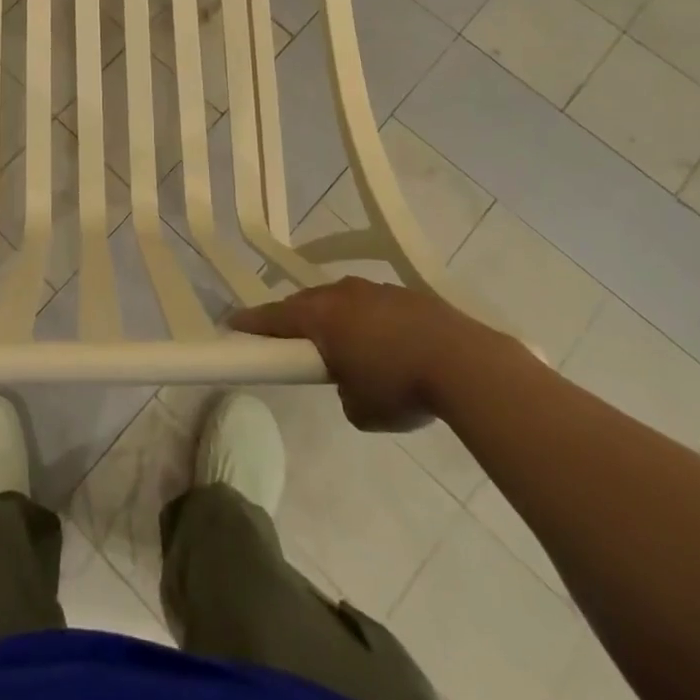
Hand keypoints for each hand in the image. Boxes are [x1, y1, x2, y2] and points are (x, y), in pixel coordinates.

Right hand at [229, 278, 498, 431]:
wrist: (467, 364)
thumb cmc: (400, 386)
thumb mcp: (360, 409)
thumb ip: (342, 392)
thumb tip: (350, 384)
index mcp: (320, 316)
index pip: (272, 317)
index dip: (250, 324)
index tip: (232, 327)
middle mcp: (341, 293)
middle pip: (306, 304)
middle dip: (296, 322)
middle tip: (294, 345)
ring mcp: (376, 289)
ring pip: (342, 301)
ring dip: (337, 320)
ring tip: (348, 348)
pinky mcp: (407, 294)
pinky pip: (374, 305)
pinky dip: (371, 322)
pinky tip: (389, 346)